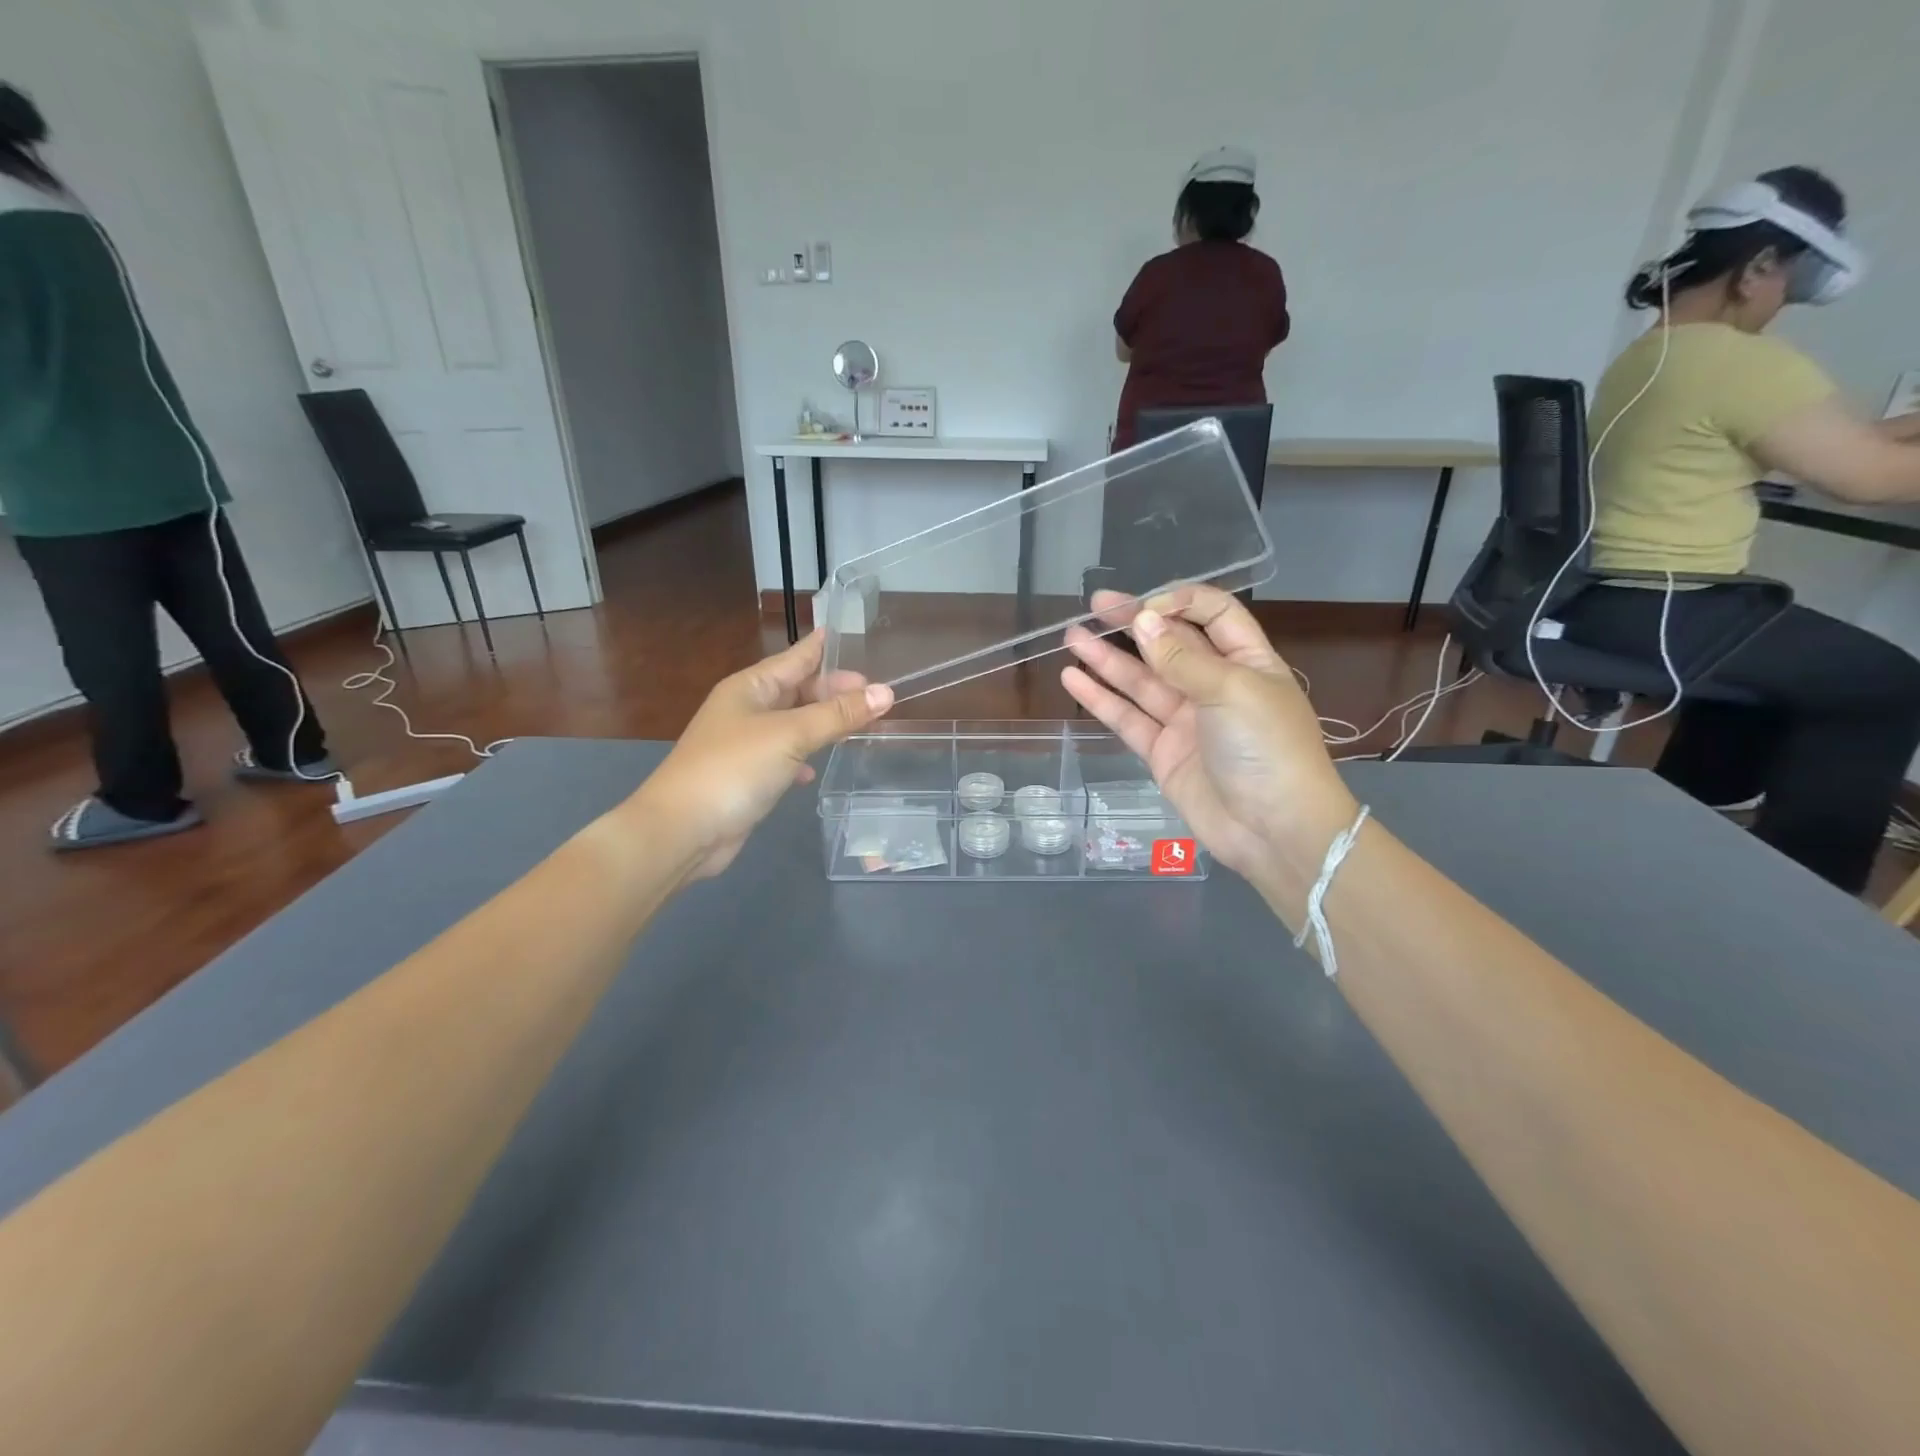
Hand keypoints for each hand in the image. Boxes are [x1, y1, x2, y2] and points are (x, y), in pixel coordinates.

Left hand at [632, 631, 893, 879]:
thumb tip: (886, 693)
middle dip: (833, 690)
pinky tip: (816, 770)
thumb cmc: (734, 768)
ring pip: (793, 724)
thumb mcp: (790, 735)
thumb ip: (838, 714)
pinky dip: (803, 758)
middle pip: (797, 691)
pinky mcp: (747, 777)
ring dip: (823, 723)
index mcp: (751, 687)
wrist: (683, 829)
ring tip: (859, 724)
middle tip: (875, 694)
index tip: (852, 637)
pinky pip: (783, 757)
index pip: (795, 658)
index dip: (823, 648)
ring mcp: (745, 744)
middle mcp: (746, 710)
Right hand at [1061, 586, 1357, 910]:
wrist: (1273, 829)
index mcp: (1247, 661)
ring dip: (1107, 659)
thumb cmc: (1266, 747)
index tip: (1146, 607)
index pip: (1213, 615)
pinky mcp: (1163, 752)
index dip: (1180, 603)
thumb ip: (1180, 658)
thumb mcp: (1230, 690)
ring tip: (1072, 636)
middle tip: (1096, 606)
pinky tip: (1073, 679)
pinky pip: (1128, 718)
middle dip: (1134, 623)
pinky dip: (1101, 699)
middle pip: (1170, 645)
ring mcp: (1187, 720)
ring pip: (1141, 681)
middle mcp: (1215, 685)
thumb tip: (1142, 620)